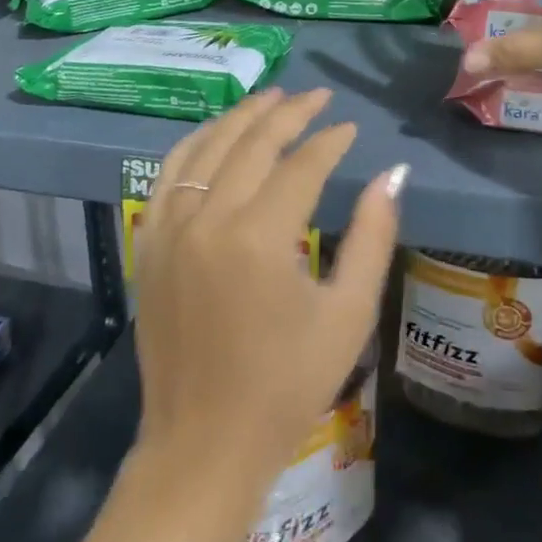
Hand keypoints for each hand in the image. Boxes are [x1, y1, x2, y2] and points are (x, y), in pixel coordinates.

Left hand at [133, 87, 403, 483]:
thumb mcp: (347, 315)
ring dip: (242, 117)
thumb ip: (372, 237)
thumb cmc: (287, 386)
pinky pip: (168, 174)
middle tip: (317, 97)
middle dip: (289, 112)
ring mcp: (170, 229)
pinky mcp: (150, 244)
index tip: (350, 128)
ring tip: (273, 97)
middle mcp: (208, 220)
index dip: (330, 141)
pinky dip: (195, 143)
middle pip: (252, 144)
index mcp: (259, 239)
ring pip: (206, 147)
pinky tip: (217, 133)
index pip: (301, 165)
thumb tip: (391, 175)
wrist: (203, 445)